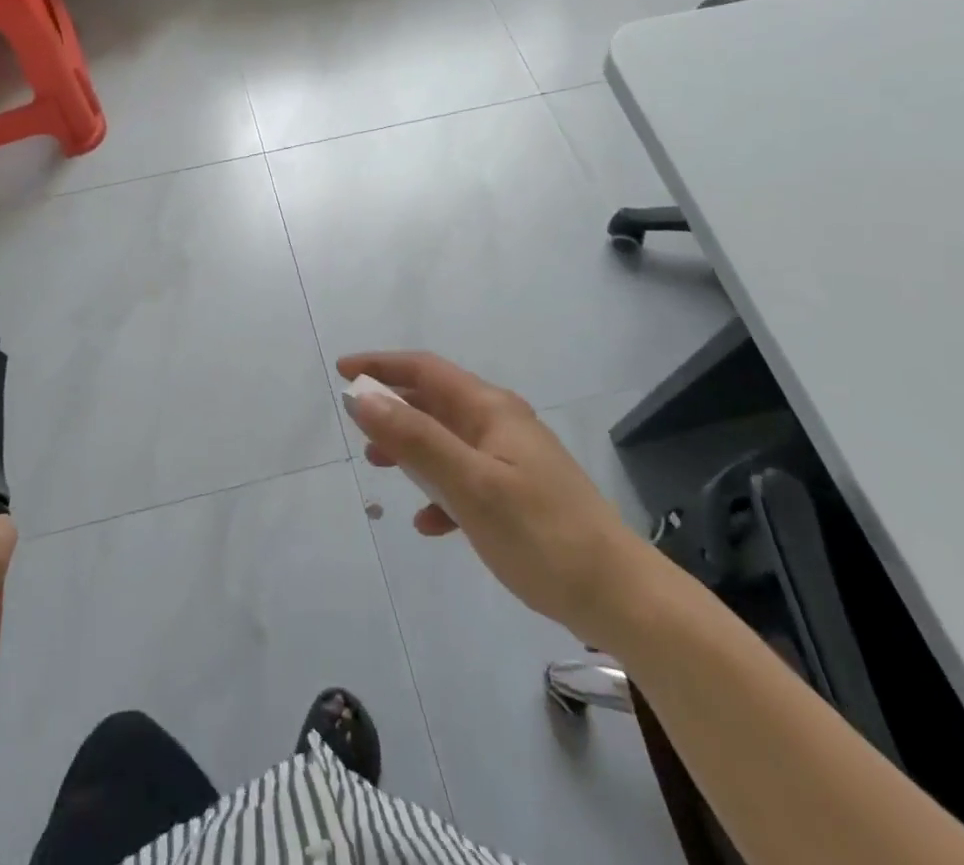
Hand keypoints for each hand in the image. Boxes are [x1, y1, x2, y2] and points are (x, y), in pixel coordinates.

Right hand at [339, 352, 654, 645]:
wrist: (620, 598)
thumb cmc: (542, 534)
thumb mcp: (471, 485)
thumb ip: (416, 439)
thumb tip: (363, 398)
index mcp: (491, 410)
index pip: (426, 370)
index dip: (382, 365)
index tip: (343, 372)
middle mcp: (501, 424)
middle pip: (435, 402)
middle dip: (393, 408)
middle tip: (356, 425)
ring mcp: (512, 460)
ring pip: (447, 441)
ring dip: (411, 448)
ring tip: (379, 467)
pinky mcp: (519, 495)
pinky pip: (465, 479)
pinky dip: (440, 491)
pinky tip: (429, 524)